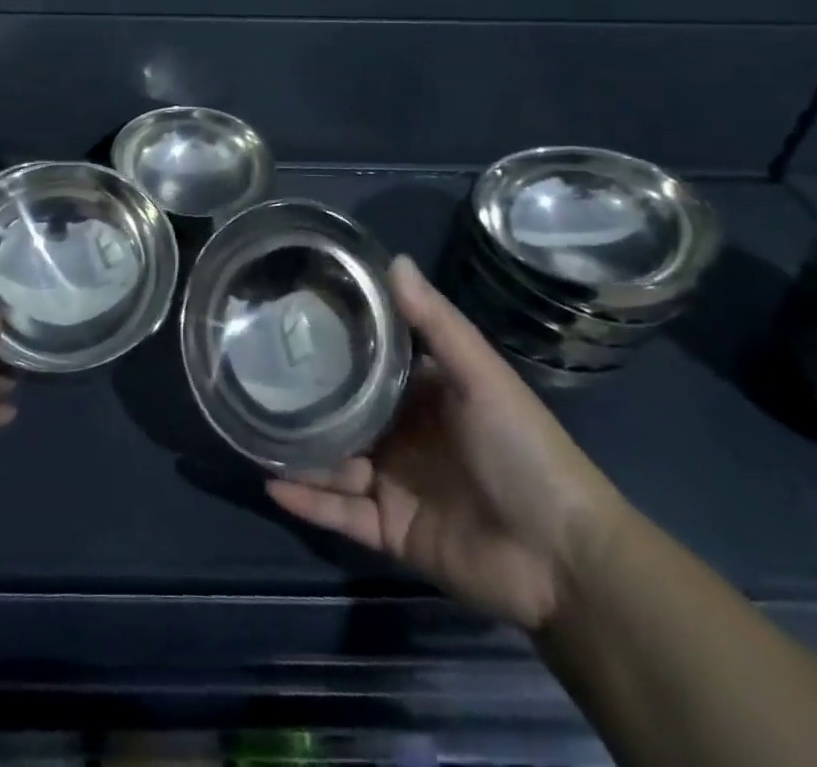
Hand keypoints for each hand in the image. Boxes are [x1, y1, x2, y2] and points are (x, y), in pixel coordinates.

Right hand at [267, 258, 629, 630]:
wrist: (565, 559)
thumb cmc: (523, 449)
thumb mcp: (480, 375)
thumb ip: (436, 322)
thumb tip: (394, 258)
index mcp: (423, 393)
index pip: (369, 361)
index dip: (334, 342)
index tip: (291, 318)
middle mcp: (403, 433)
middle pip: (343, 412)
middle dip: (305, 398)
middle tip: (254, 375)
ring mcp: (394, 482)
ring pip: (332, 462)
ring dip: (298, 450)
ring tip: (251, 429)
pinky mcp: (390, 529)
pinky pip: (340, 512)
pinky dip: (308, 502)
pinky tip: (271, 483)